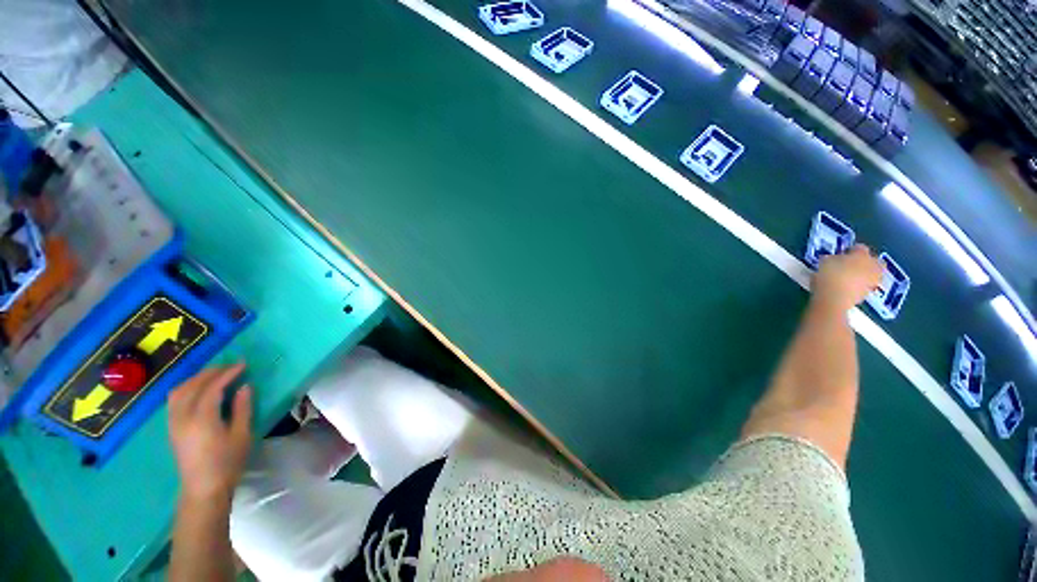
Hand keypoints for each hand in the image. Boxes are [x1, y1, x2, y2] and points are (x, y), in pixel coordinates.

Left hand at [168, 364, 252, 501]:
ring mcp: (173, 422)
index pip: (213, 387)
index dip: (228, 373)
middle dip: (212, 372)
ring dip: (197, 378)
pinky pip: (174, 399)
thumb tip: (245, 386)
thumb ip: (242, 408)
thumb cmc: (227, 462)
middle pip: (193, 385)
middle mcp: (183, 417)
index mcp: (202, 419)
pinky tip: (199, 388)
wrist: (203, 488)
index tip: (243, 364)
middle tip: (231, 366)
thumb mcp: (242, 435)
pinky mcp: (171, 427)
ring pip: (179, 390)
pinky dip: (187, 387)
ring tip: (215, 374)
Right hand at [812, 244, 883, 311]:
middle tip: (855, 263)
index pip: (859, 247)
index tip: (842, 253)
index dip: (851, 249)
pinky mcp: (868, 293)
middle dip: (867, 261)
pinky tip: (848, 287)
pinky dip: (860, 285)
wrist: (834, 299)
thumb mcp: (824, 262)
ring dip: (865, 274)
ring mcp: (872, 280)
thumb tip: (834, 259)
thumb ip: (832, 258)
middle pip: (875, 260)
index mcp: (861, 254)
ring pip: (873, 274)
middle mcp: (872, 266)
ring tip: (851, 276)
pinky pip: (866, 285)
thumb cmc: (828, 276)